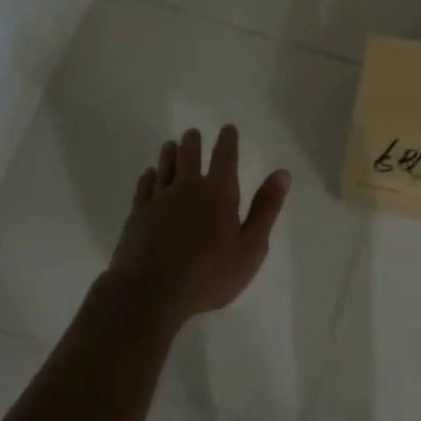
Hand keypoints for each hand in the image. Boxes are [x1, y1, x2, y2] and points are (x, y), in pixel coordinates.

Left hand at [110, 125, 290, 326]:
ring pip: (165, 167)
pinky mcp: (137, 215)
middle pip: (189, 156)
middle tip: (193, 133)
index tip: (227, 128)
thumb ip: (266, 208)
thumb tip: (282, 173)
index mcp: (218, 193)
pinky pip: (144, 188)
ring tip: (170, 144)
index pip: (225, 157)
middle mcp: (187, 188)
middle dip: (193, 142)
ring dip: (169, 154)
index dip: (227, 141)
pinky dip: (148, 177)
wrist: (150, 291)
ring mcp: (159, 200)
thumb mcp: (251, 246)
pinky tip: (148, 175)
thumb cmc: (209, 274)